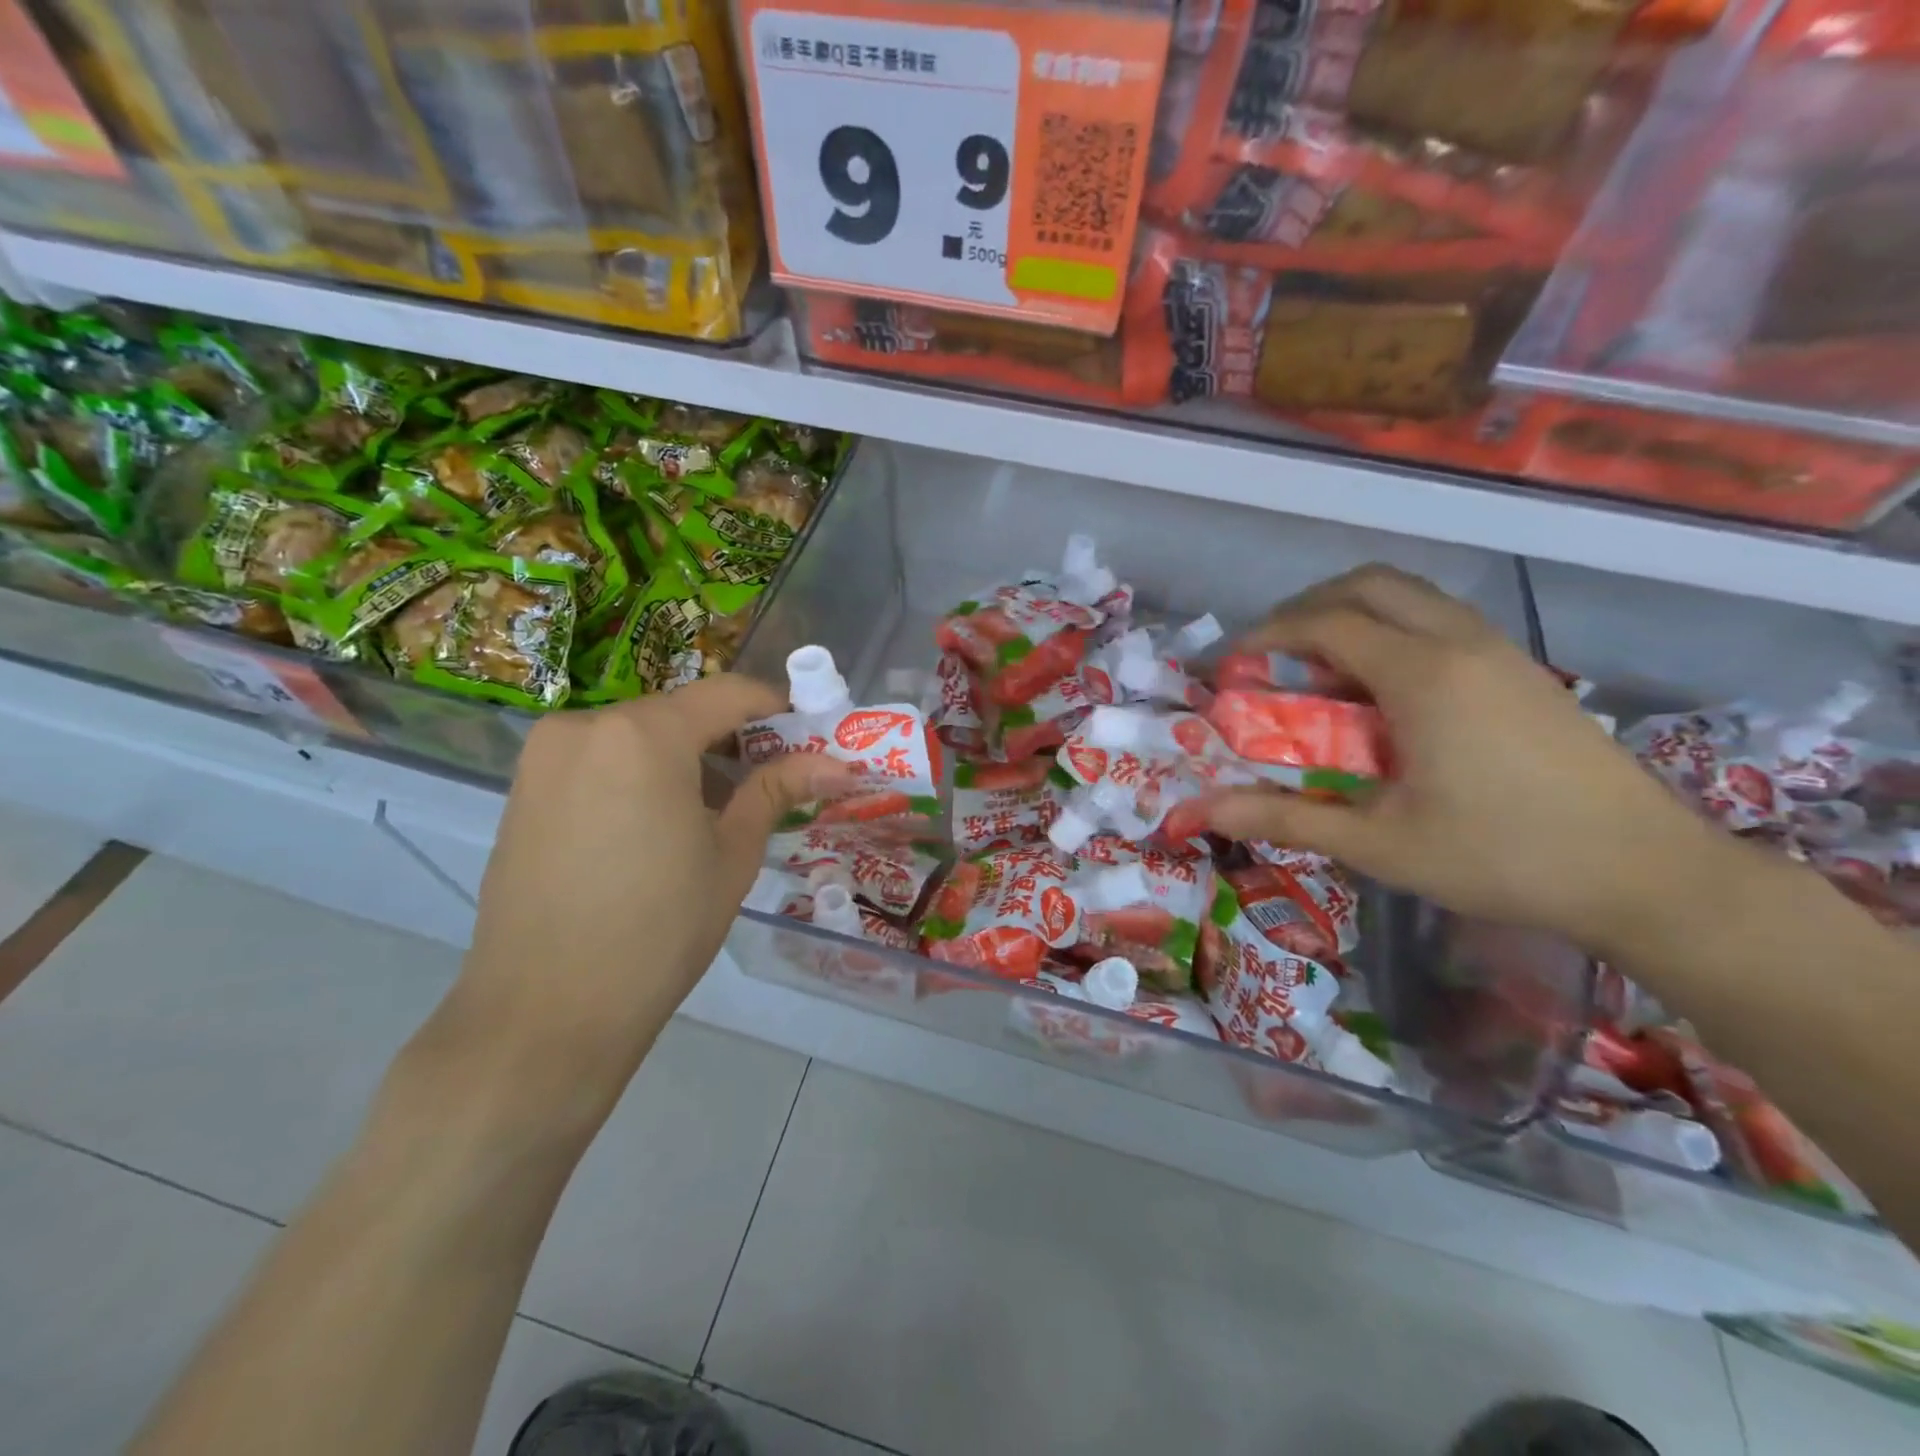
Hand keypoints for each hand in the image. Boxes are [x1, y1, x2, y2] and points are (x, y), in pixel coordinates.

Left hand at [436, 677, 851, 1112]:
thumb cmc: (659, 930)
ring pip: (639, 736)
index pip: (727, 693)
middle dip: (730, 739)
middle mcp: (586, 725)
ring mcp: (546, 756)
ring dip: (685, 758)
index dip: (775, 708)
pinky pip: (600, 760)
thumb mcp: (732, 855)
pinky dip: (640, 775)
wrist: (546, 1011)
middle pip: (680, 713)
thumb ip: (777, 791)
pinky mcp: (523, 789)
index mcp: (644, 734)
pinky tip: (657, 826)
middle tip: (768, 784)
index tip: (806, 738)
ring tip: (715, 813)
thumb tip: (835, 763)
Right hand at [1190, 566, 1723, 957]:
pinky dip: (1393, 630)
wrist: (1648, 875)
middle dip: (1306, 608)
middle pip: (1368, 585)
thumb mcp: (1378, 843)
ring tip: (1321, 671)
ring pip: (1411, 596)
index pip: (1324, 623)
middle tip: (1272, 656)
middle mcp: (1459, 643)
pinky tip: (1384, 692)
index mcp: (1421, 674)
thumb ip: (1284, 817)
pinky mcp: (1523, 670)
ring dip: (1353, 615)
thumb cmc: (1502, 857)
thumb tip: (1201, 808)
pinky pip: (1440, 619)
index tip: (1232, 667)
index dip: (1267, 636)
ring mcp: (1500, 651)